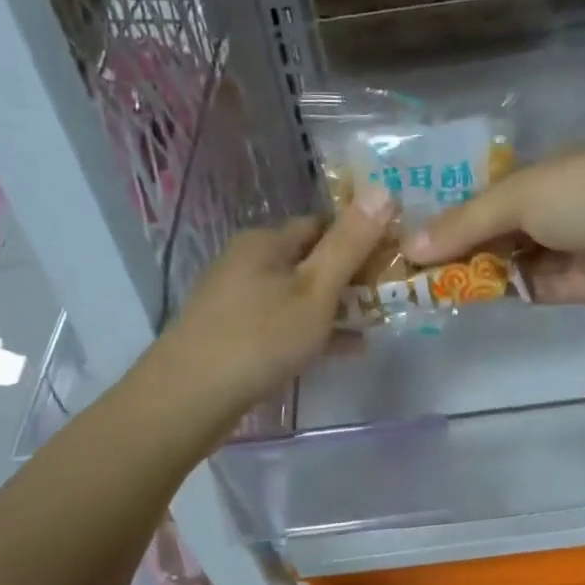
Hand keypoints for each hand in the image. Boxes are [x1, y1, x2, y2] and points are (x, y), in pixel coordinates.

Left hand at [151, 188, 395, 418]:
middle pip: (311, 260)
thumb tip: (383, 188)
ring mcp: (238, 299)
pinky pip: (285, 323)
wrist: (191, 396)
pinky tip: (346, 349)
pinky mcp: (236, 333)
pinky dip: (316, 331)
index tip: (394, 258)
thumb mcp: (316, 288)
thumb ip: (350, 243)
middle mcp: (248, 262)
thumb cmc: (261, 336)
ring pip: (300, 294)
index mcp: (266, 241)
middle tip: (390, 295)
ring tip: (377, 323)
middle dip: (352, 276)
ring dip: (338, 306)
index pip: (323, 224)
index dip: (361, 237)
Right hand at [402, 148, 584, 308]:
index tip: (416, 230)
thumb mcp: (518, 196)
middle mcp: (555, 207)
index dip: (455, 210)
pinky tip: (463, 296)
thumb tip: (411, 247)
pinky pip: (526, 286)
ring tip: (427, 283)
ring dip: (474, 270)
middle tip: (413, 264)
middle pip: (497, 228)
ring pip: (508, 259)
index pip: (491, 192)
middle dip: (459, 244)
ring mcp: (564, 248)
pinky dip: (498, 290)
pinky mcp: (570, 285)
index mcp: (547, 171)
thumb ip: (465, 223)